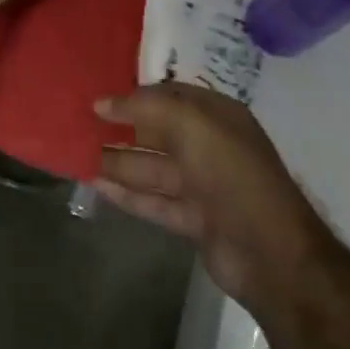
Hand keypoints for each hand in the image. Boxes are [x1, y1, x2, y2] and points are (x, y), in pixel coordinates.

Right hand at [97, 83, 322, 313]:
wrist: (271, 253)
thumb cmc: (232, 174)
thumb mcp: (191, 124)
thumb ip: (145, 107)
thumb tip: (101, 103)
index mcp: (218, 116)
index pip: (170, 95)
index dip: (135, 95)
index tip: (98, 96)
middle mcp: (211, 146)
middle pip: (158, 132)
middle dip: (122, 128)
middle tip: (79, 124)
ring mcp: (204, 185)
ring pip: (152, 168)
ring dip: (118, 162)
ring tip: (78, 154)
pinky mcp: (195, 219)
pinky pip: (154, 200)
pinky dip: (127, 194)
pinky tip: (96, 185)